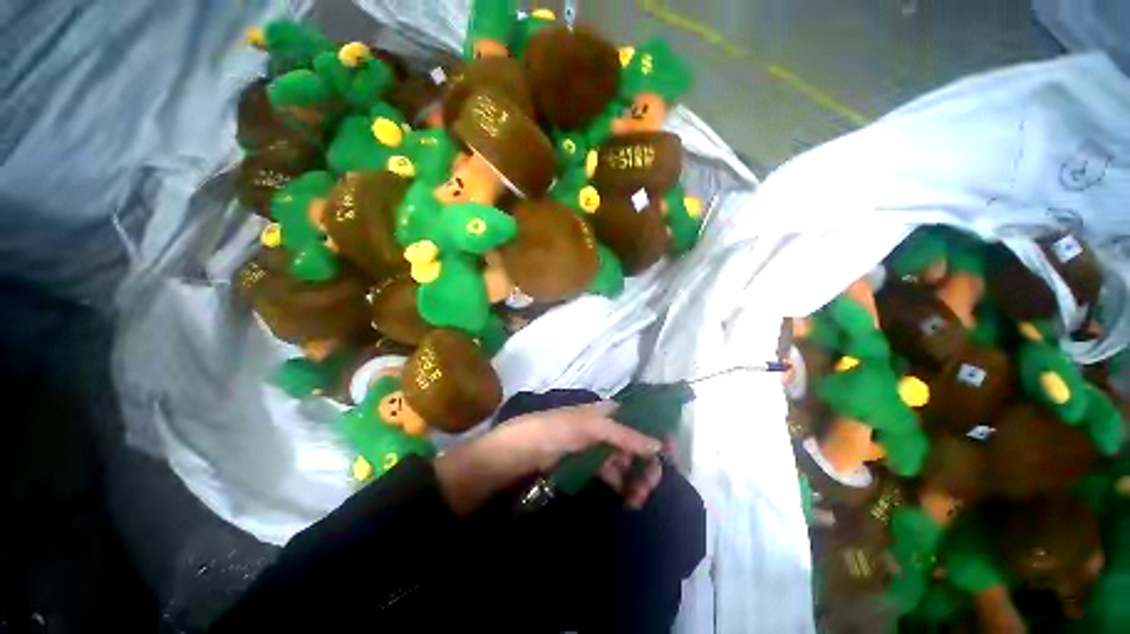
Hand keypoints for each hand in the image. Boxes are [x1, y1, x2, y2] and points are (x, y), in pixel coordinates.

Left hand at [434, 402, 662, 515]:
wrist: (520, 452)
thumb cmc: (555, 430)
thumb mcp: (590, 428)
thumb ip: (624, 435)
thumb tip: (658, 445)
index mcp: (607, 412)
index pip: (640, 418)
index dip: (656, 432)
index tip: (671, 455)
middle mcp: (606, 427)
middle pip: (636, 442)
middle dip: (647, 462)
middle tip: (651, 485)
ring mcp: (597, 447)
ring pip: (626, 460)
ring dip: (636, 478)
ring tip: (637, 499)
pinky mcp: (588, 465)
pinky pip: (613, 473)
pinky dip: (622, 484)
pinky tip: (626, 498)